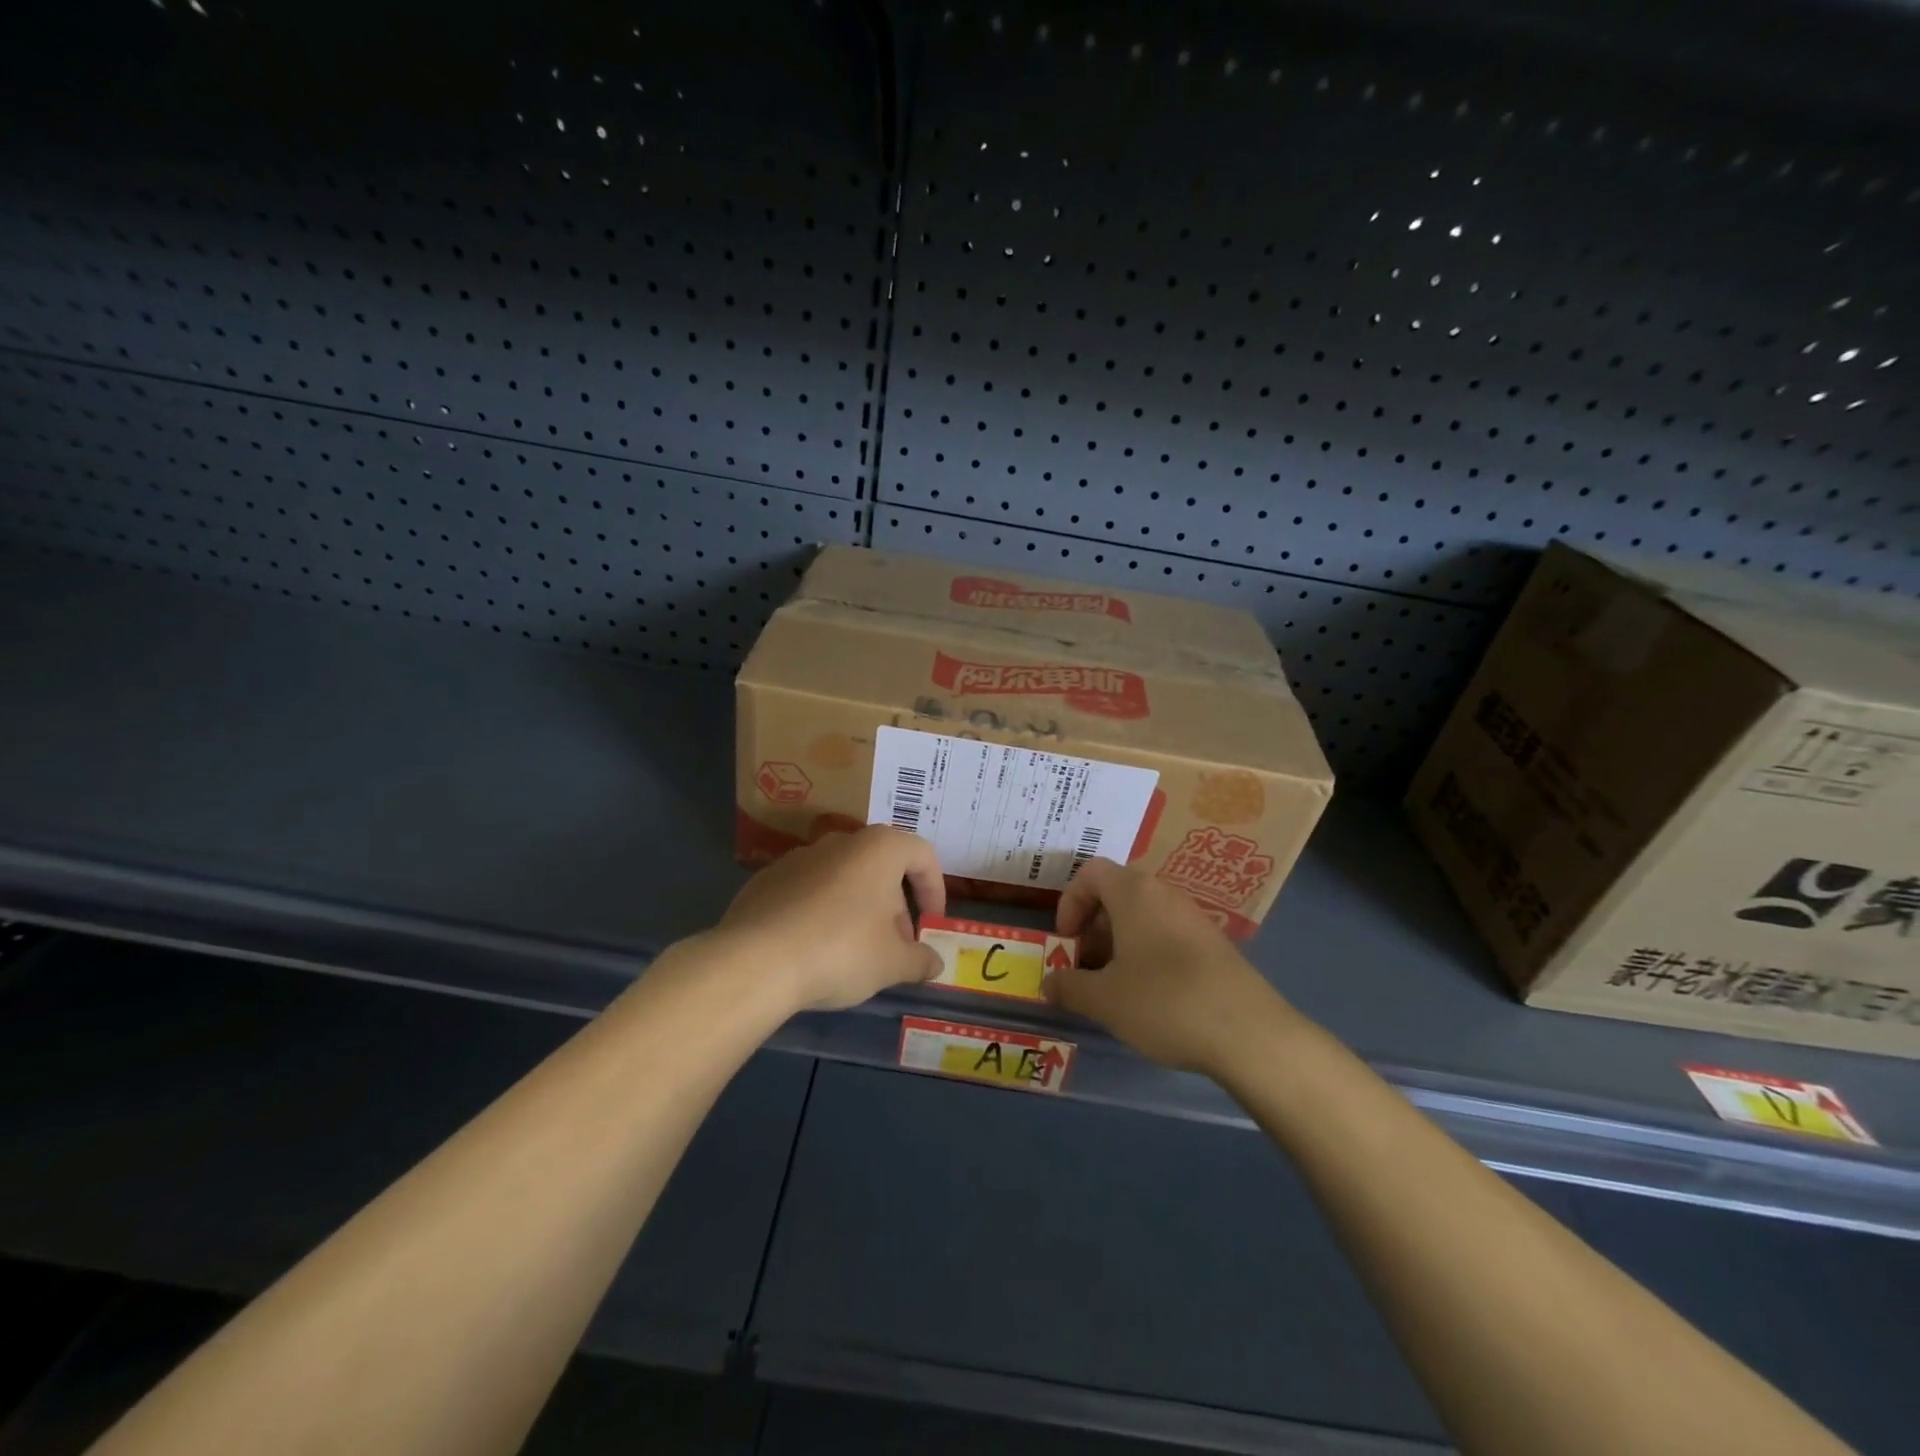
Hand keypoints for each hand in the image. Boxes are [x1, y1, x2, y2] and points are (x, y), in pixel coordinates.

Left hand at [718, 826, 945, 1011]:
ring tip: (855, 952)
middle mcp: (840, 842)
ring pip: (843, 878)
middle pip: (881, 867)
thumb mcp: (893, 964)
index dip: (934, 889)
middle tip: (896, 946)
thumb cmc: (841, 951)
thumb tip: (934, 963)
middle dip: (895, 905)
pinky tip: (814, 950)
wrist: (755, 961)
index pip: (922, 855)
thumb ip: (920, 960)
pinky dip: (820, 913)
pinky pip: (807, 892)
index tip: (932, 924)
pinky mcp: (766, 880)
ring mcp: (798, 858)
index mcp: (879, 849)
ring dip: (858, 908)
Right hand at [1045, 859, 1293, 1073]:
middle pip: (1116, 893)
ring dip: (1118, 943)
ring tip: (1113, 986)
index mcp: (1134, 893)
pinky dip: (1147, 953)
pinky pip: (1166, 934)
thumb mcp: (1104, 1000)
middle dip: (1092, 927)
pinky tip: (1150, 996)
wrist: (1249, 1033)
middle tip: (1084, 968)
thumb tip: (1048, 983)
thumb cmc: (1164, 1002)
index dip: (1069, 902)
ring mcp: (1193, 917)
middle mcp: (1164, 894)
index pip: (1090, 872)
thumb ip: (1069, 987)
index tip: (1065, 942)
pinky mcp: (1214, 943)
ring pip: (1142, 916)